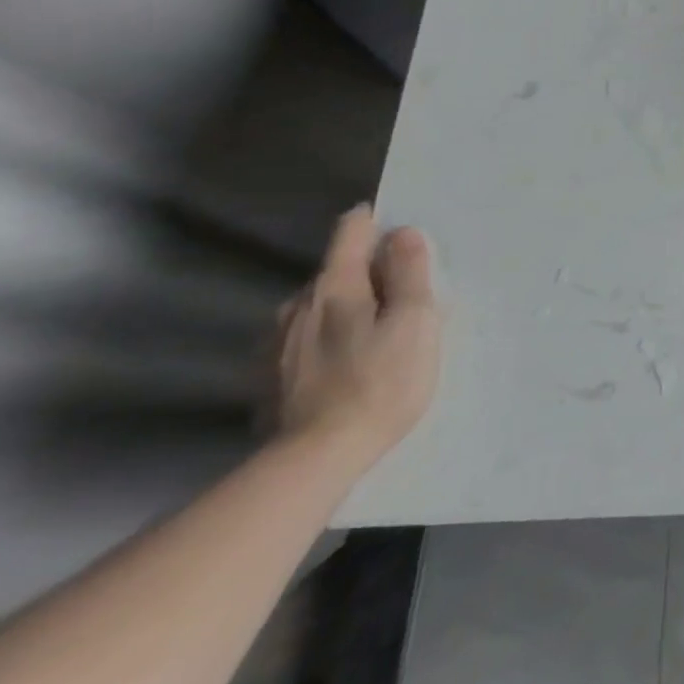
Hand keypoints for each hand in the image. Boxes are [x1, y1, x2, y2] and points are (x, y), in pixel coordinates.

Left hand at [275, 205, 442, 472]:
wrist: (314, 461)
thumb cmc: (380, 383)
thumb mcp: (414, 321)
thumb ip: (409, 272)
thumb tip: (402, 233)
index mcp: (334, 286)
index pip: (351, 230)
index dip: (377, 222)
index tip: (401, 233)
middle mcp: (297, 305)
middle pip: (336, 271)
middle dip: (369, 274)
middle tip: (403, 299)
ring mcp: (276, 343)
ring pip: (320, 308)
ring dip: (348, 310)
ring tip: (377, 337)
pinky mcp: (269, 379)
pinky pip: (306, 341)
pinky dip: (329, 341)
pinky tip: (346, 367)